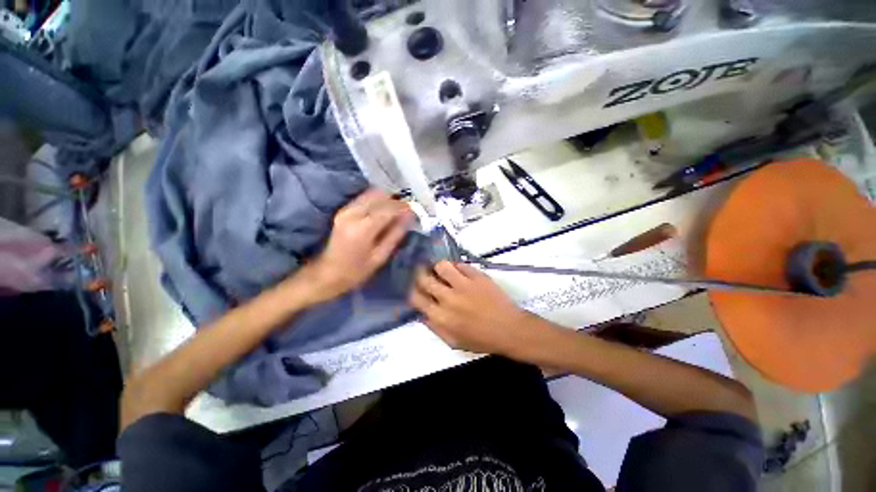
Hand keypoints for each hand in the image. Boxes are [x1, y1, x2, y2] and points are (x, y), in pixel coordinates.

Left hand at [300, 189, 413, 303]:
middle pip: (379, 195)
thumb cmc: (356, 271)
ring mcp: (345, 209)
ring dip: (387, 199)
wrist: (326, 273)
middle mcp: (352, 213)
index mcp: (363, 228)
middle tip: (407, 211)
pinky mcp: (343, 210)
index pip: (388, 208)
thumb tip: (409, 216)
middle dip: (396, 200)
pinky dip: (377, 200)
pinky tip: (384, 211)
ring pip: (371, 193)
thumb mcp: (380, 256)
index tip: (415, 210)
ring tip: (397, 211)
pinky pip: (364, 197)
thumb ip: (396, 233)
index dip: (404, 207)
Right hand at [408, 261, 541, 356]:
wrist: (509, 330)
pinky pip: (460, 264)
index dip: (412, 291)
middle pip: (425, 279)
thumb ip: (435, 328)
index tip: (416, 288)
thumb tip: (422, 314)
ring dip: (439, 267)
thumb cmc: (482, 339)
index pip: (416, 297)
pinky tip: (458, 271)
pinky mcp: (477, 276)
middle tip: (424, 273)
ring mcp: (464, 284)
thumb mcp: (454, 342)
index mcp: (441, 317)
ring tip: (442, 271)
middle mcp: (448, 298)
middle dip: (420, 274)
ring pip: (442, 266)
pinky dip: (456, 266)